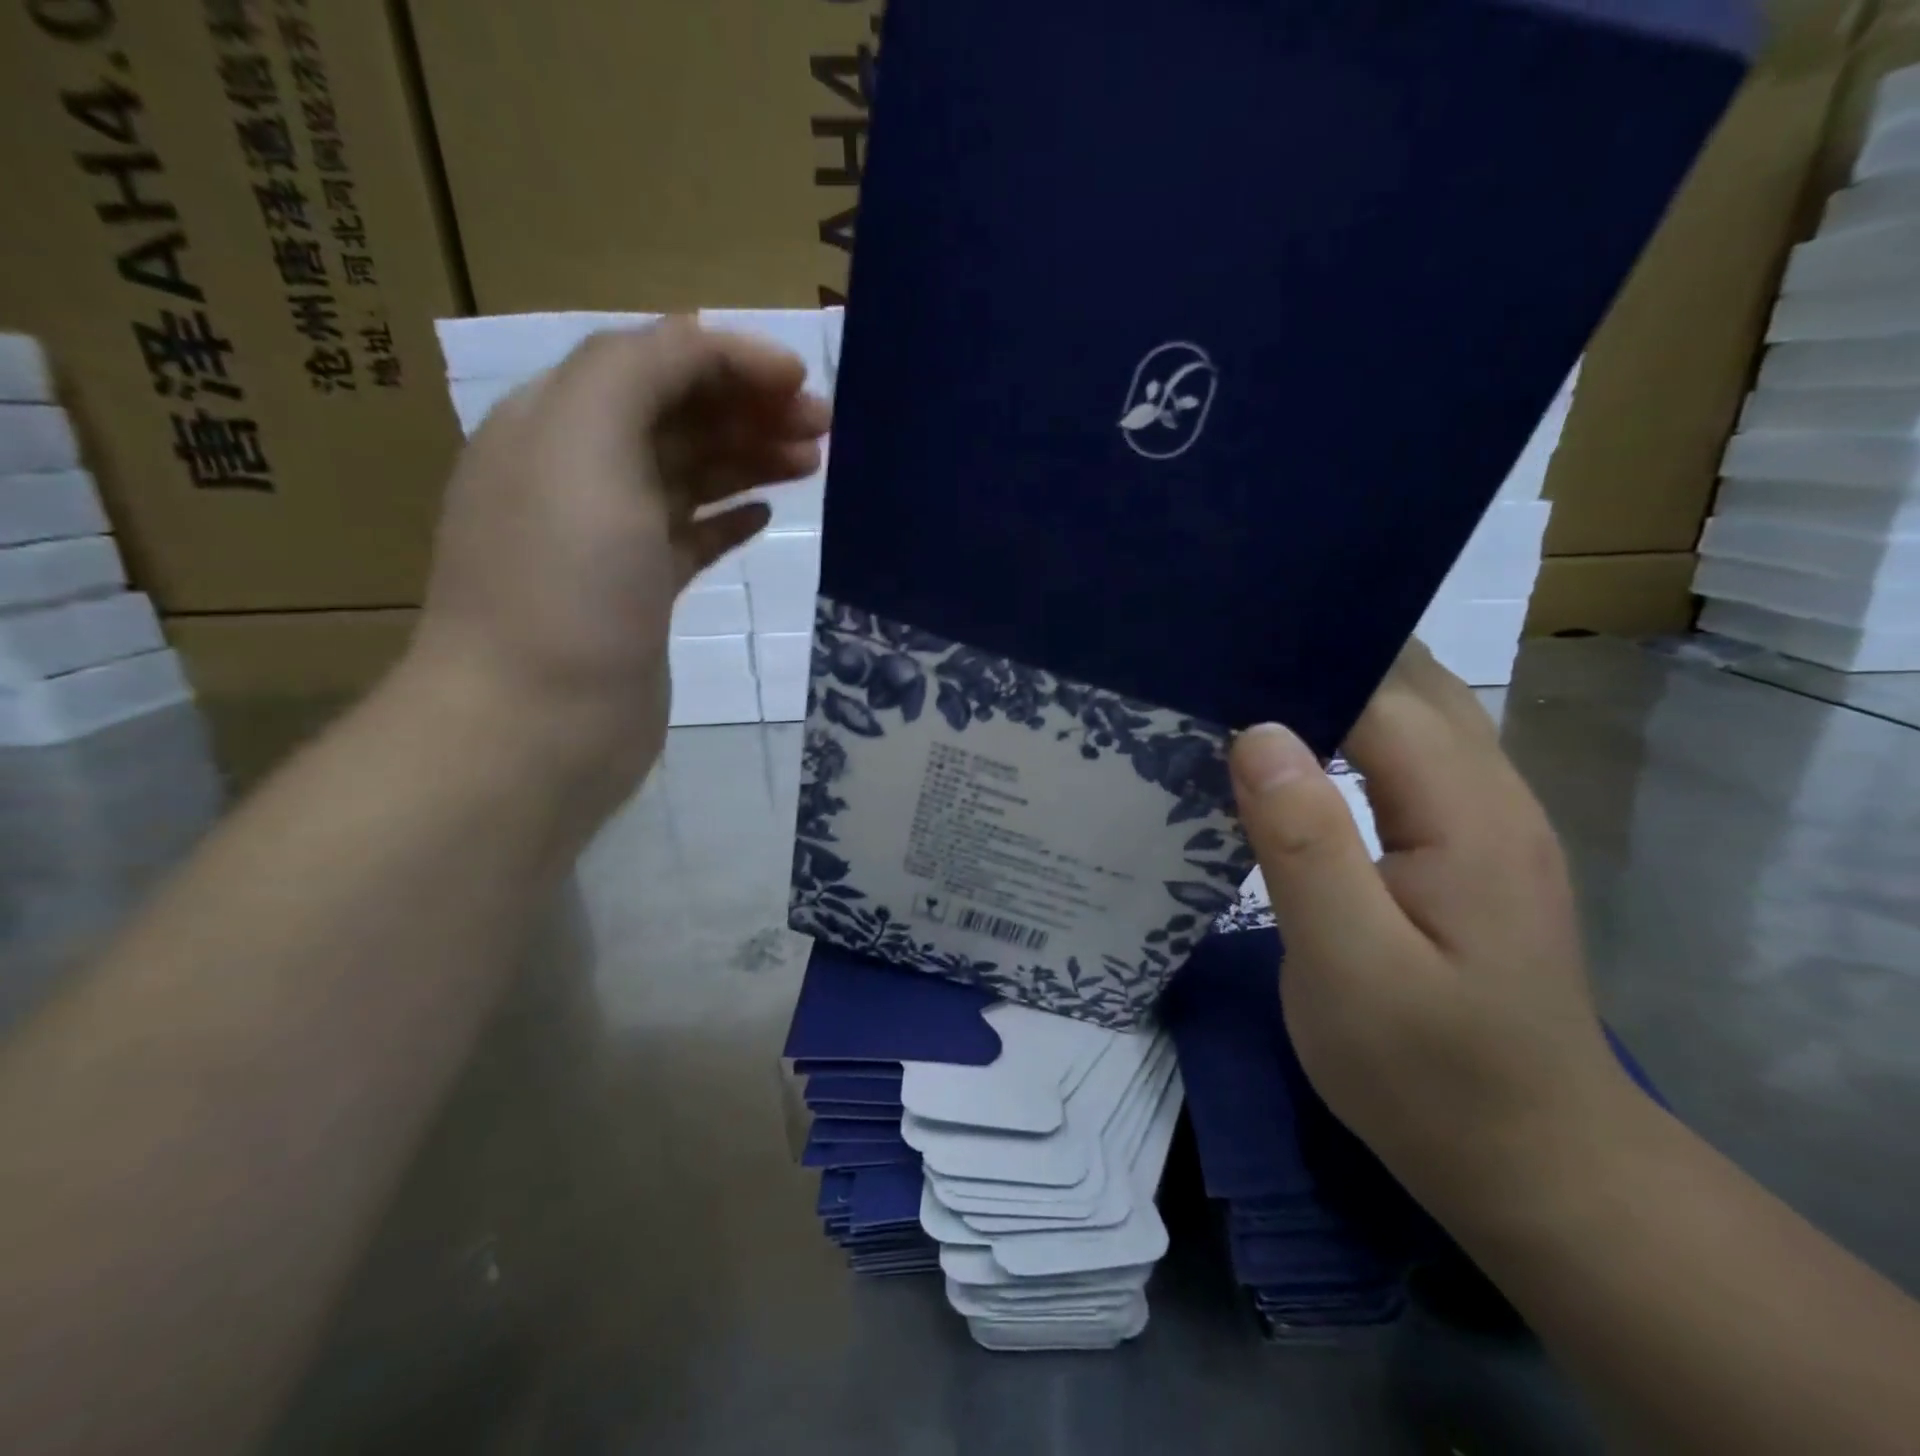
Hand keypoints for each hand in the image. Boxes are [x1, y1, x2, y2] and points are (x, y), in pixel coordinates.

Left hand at [404, 317, 829, 814]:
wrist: (540, 720)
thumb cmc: (565, 583)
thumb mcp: (585, 446)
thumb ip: (638, 372)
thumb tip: (702, 344)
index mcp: (556, 423)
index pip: (651, 362)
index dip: (728, 359)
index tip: (801, 380)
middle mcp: (577, 473)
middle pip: (675, 415)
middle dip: (749, 406)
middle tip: (823, 426)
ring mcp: (609, 539)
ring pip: (689, 475)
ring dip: (749, 456)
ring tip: (813, 462)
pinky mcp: (639, 594)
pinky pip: (690, 536)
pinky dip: (729, 517)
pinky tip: (766, 515)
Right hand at [1228, 643, 1634, 1216]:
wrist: (1532, 1163)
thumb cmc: (1429, 1074)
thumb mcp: (1349, 967)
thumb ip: (1304, 844)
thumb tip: (1254, 731)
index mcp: (1467, 814)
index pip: (1381, 692)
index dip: (1300, 664)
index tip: (1216, 654)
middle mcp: (1493, 795)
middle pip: (1410, 682)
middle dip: (1319, 657)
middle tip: (1219, 663)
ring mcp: (1488, 819)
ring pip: (1414, 711)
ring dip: (1335, 689)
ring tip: (1243, 692)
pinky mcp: (1469, 846)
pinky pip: (1408, 754)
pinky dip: (1350, 730)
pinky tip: (1296, 752)